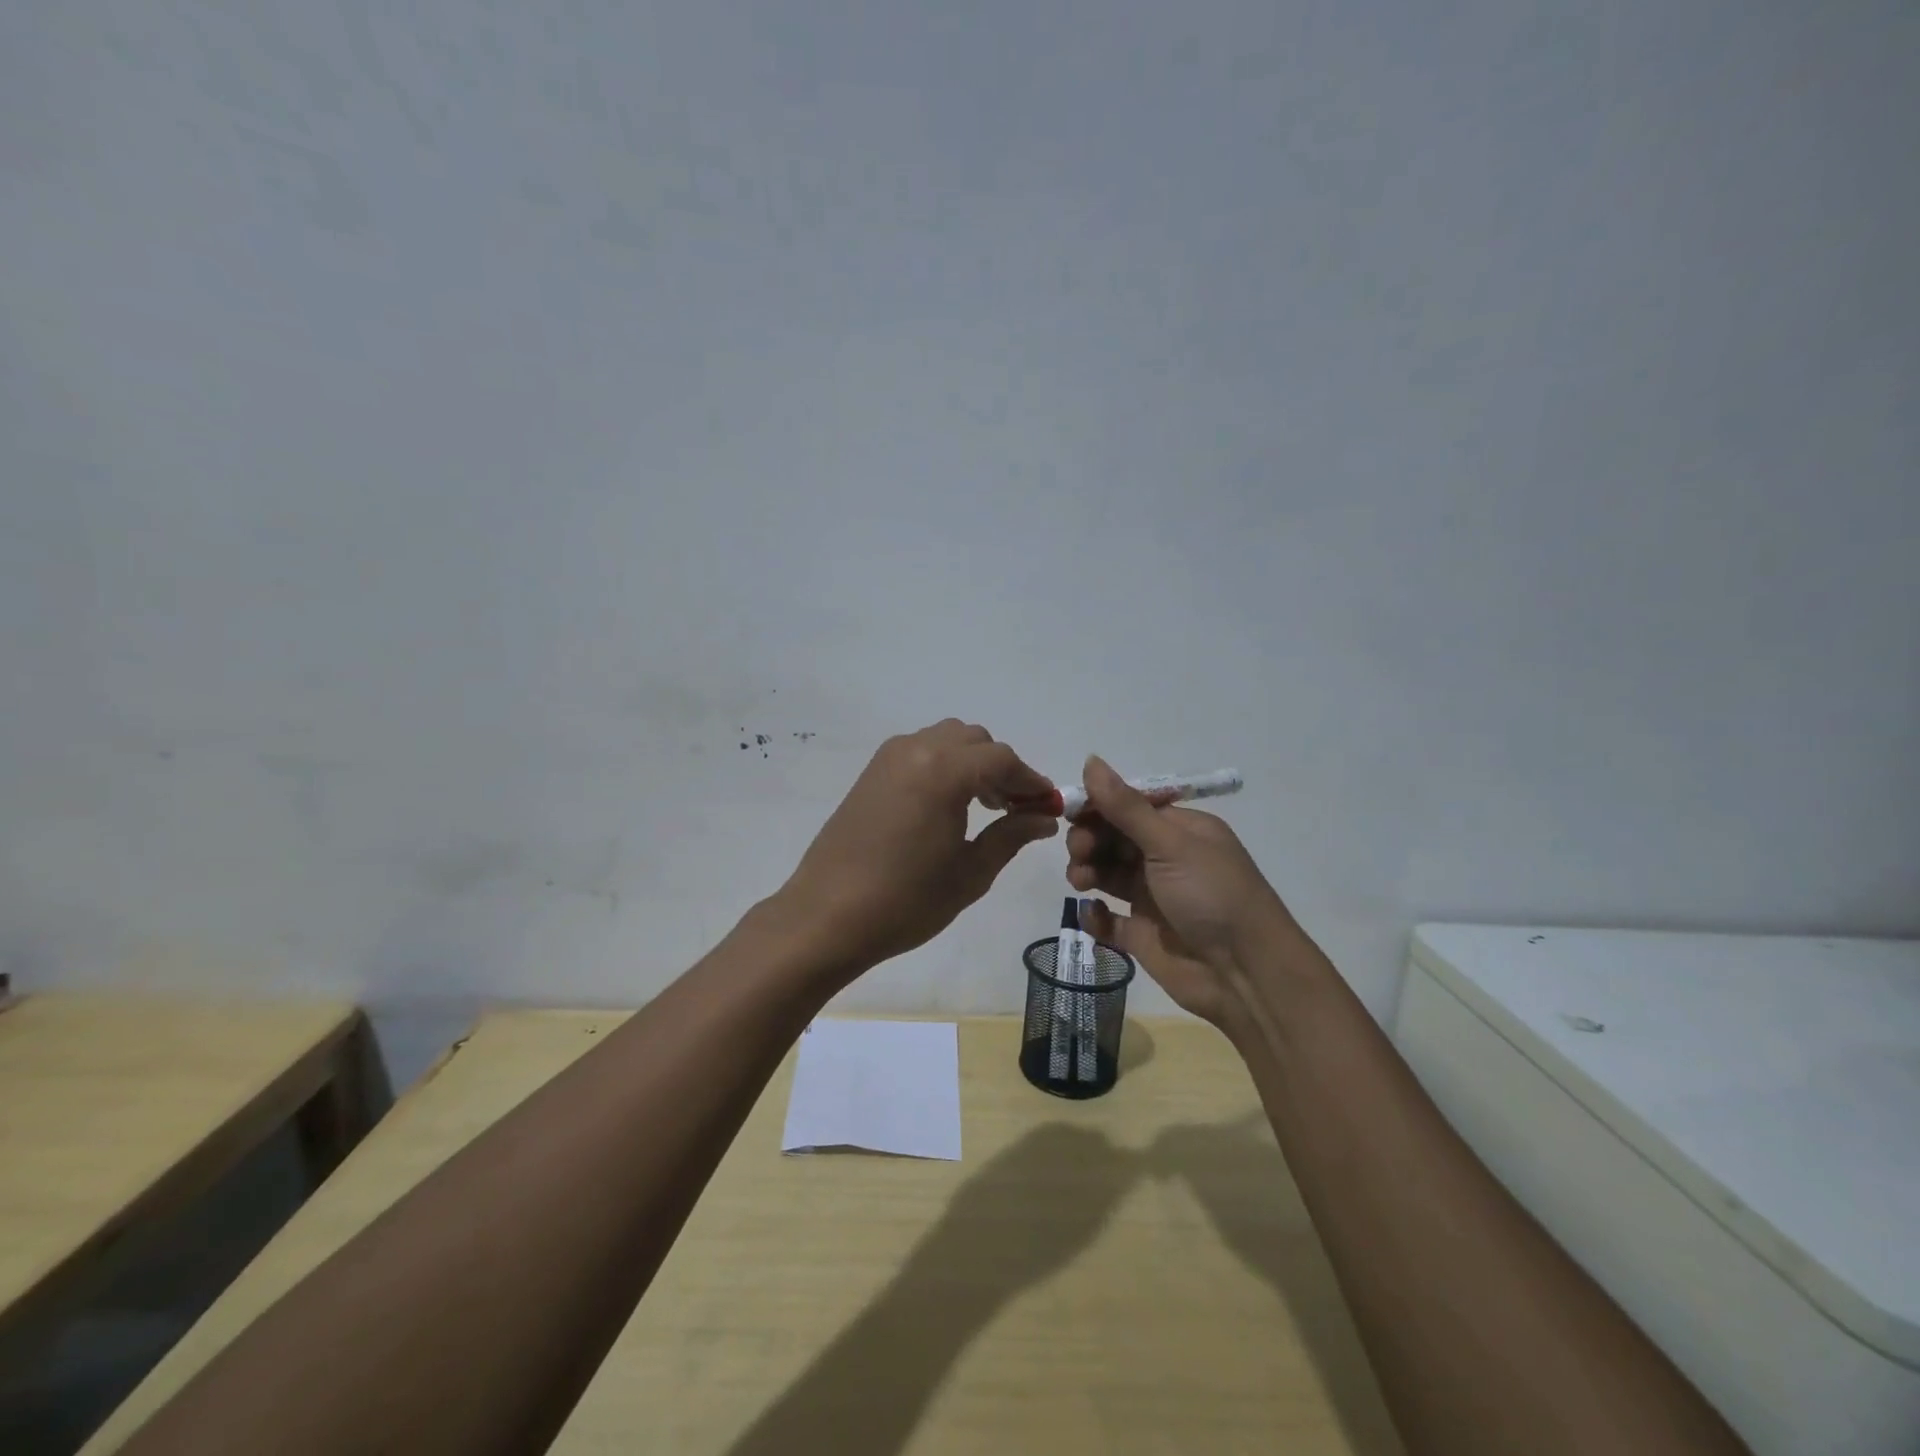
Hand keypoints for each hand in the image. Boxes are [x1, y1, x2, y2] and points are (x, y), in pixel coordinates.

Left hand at [777, 721, 1059, 975]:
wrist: (826, 916)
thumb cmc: (906, 900)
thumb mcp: (970, 872)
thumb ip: (1011, 835)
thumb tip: (1043, 818)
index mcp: (944, 770)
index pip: (1002, 760)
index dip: (1031, 781)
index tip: (1048, 807)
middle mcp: (916, 749)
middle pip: (975, 741)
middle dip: (1002, 769)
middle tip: (1015, 809)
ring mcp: (889, 758)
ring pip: (946, 740)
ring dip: (973, 764)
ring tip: (984, 807)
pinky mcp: (871, 773)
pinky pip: (920, 752)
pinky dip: (944, 766)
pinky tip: (948, 806)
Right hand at [1065, 755, 1292, 1028]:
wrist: (1245, 976)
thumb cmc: (1212, 896)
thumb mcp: (1170, 844)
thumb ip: (1125, 807)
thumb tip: (1090, 759)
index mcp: (1180, 830)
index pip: (1129, 806)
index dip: (1098, 806)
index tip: (1070, 811)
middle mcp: (1166, 859)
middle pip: (1113, 838)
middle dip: (1089, 839)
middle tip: (1079, 851)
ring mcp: (1153, 897)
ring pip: (1106, 873)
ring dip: (1086, 870)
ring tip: (1080, 881)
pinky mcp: (1142, 935)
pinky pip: (1107, 918)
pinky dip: (1095, 914)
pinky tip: (1093, 912)